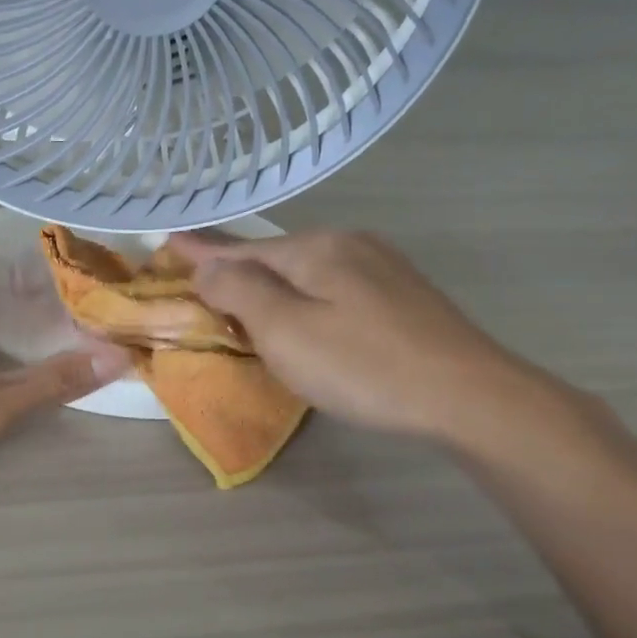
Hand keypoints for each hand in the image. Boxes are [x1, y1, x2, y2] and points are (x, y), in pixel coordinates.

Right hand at [166, 229, 531, 439]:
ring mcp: (382, 268)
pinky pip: (335, 288)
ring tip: (245, 303)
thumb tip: (208, 265)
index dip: (203, 252)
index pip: (243, 248)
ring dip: (272, 286)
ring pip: (308, 272)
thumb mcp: (286, 331)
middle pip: (276, 257)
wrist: (467, 395)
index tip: (169, 242)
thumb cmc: (363, 365)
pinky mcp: (403, 296)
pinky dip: (306, 298)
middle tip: (203, 283)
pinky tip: (307, 316)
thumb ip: (240, 292)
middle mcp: (349, 244)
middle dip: (238, 270)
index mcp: (316, 248)